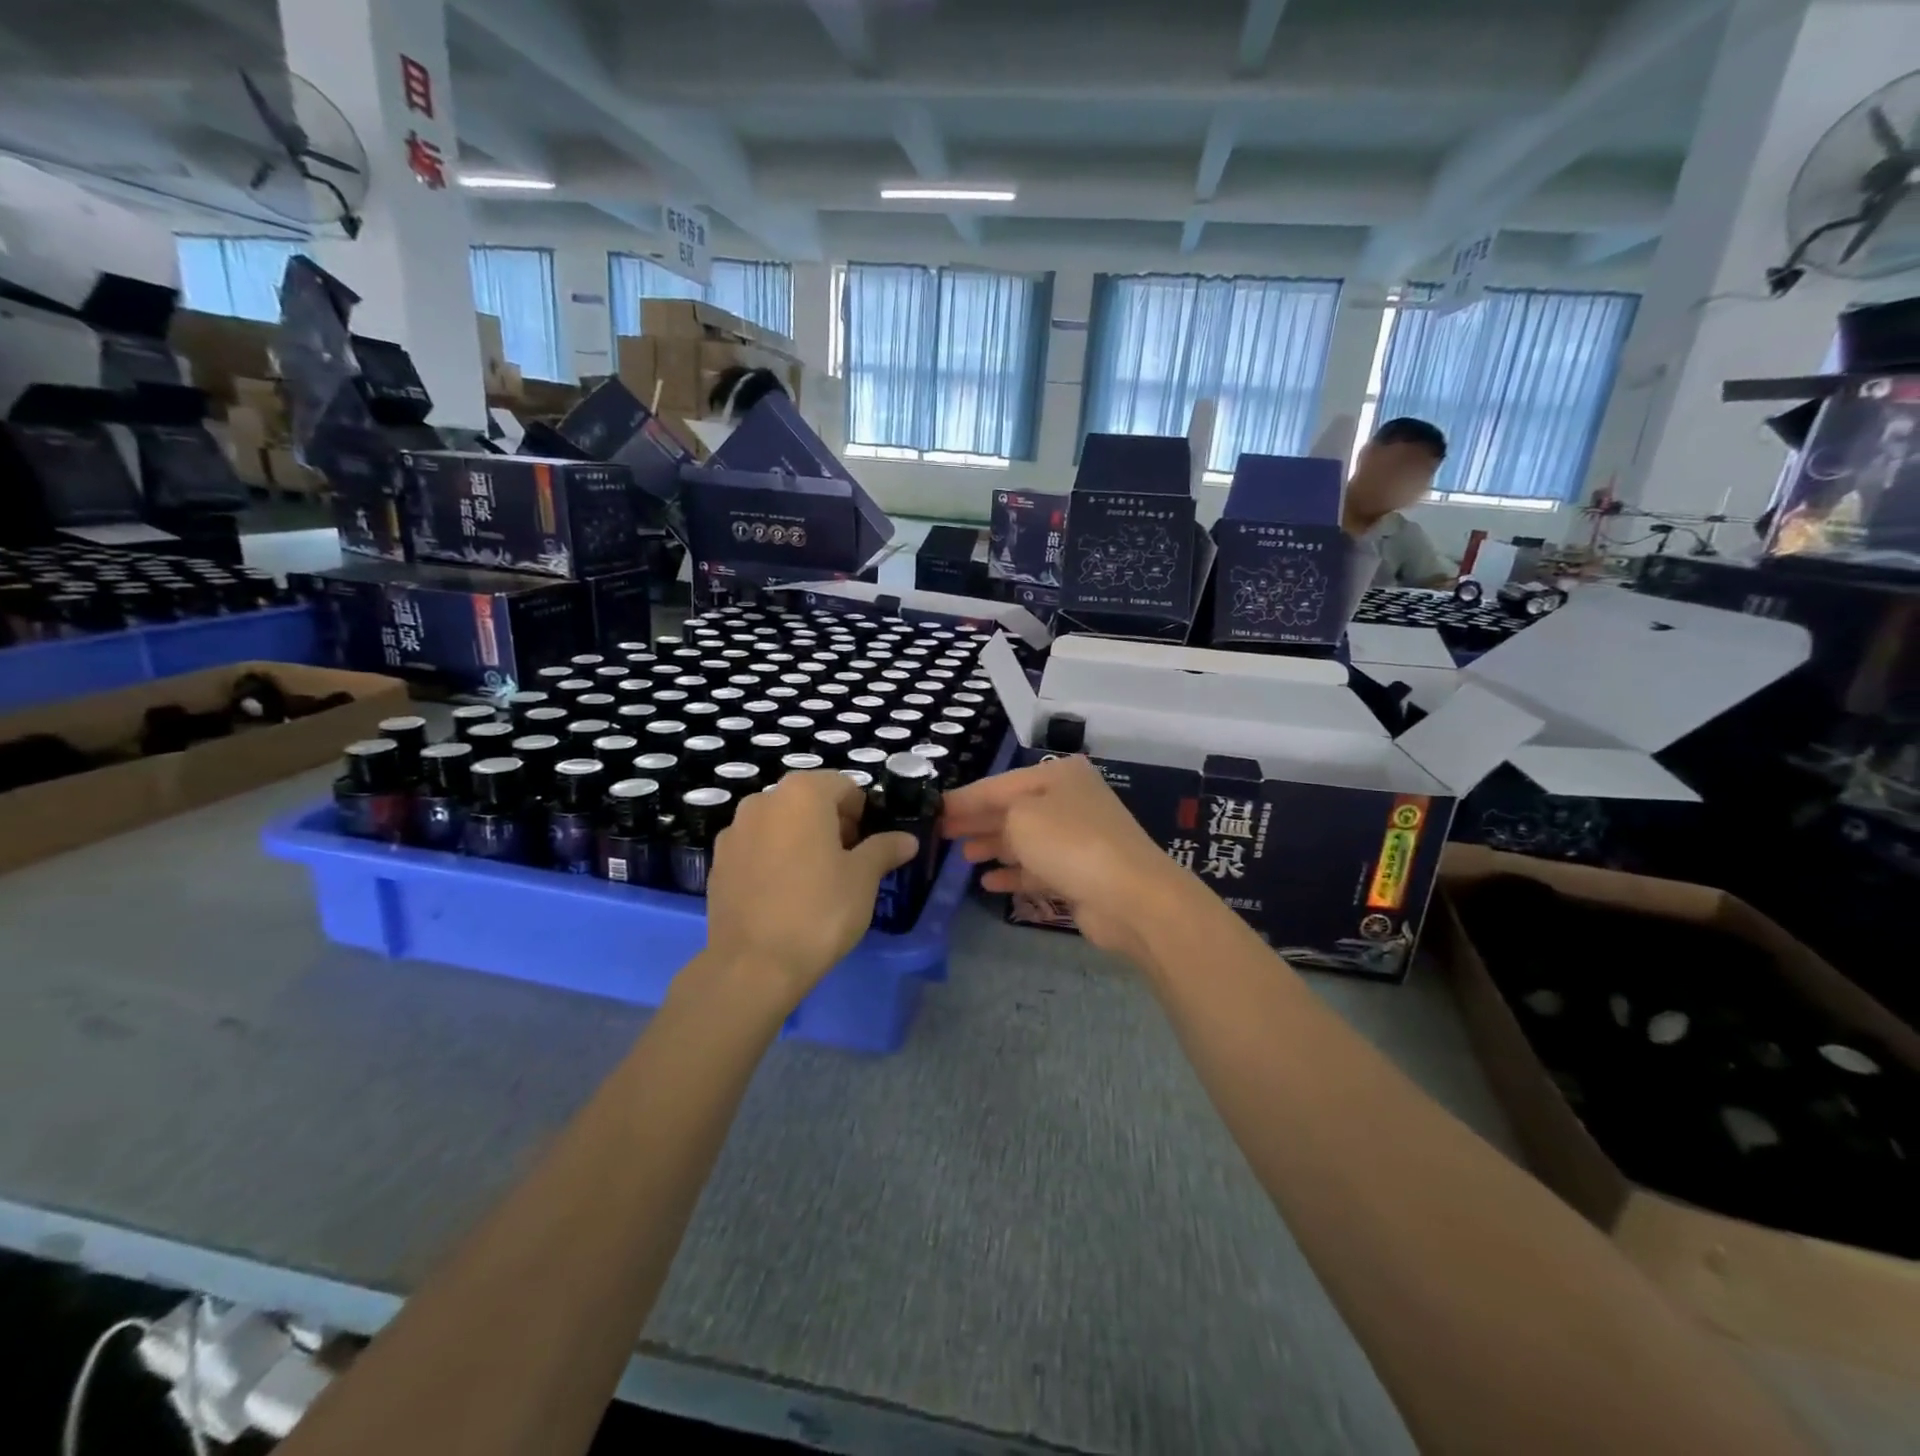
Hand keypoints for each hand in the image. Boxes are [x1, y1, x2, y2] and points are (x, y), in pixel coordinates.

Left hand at [702, 772, 917, 1008]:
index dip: (862, 813)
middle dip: (831, 824)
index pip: (843, 786)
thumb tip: (907, 840)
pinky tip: (782, 895)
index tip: (867, 846)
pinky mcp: (718, 862)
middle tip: (846, 864)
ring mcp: (734, 831)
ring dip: (800, 839)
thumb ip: (885, 849)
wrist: (753, 966)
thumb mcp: (863, 879)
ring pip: (780, 823)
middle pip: (808, 801)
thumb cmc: (819, 911)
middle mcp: (762, 801)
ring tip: (814, 881)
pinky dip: (773, 858)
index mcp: (802, 794)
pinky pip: (756, 848)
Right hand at [941, 755, 1195, 965]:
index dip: (963, 798)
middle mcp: (1069, 801)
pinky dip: (1014, 873)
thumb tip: (979, 822)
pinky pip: (1038, 869)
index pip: (998, 784)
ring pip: (1025, 840)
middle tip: (942, 834)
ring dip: (993, 846)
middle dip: (977, 821)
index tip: (933, 810)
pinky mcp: (1080, 874)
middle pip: (1012, 809)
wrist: (1130, 896)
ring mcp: (1077, 838)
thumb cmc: (1069, 843)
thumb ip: (992, 813)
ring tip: (962, 857)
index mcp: (1057, 775)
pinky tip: (988, 882)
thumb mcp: (1021, 815)